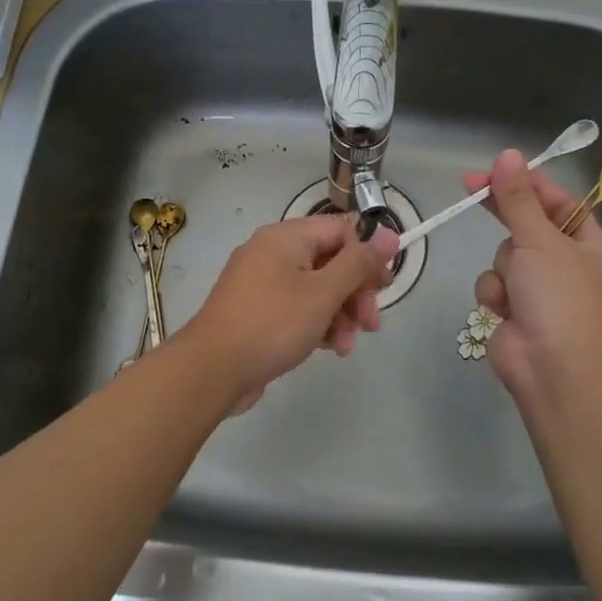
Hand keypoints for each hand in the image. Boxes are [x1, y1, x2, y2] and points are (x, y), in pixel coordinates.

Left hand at [185, 215, 399, 412]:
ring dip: (340, 314)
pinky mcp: (257, 311)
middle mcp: (272, 253)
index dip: (368, 255)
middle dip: (355, 292)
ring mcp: (261, 283)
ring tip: (347, 345)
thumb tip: (389, 233)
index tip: (385, 286)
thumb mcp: (323, 292)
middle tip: (371, 323)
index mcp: (286, 237)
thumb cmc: (272, 324)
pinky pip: (297, 308)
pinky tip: (329, 348)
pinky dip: (317, 324)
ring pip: (316, 288)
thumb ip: (359, 262)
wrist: (212, 369)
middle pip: (330, 261)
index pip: (340, 230)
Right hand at [464, 149, 601, 400]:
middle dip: (506, 217)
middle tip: (471, 187)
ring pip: (506, 256)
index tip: (495, 168)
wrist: (552, 366)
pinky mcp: (516, 311)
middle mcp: (569, 266)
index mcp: (591, 246)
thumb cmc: (559, 296)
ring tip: (514, 288)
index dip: (528, 183)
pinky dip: (495, 294)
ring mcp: (541, 291)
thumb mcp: (540, 239)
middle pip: (529, 227)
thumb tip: (508, 155)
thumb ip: (518, 198)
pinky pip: (495, 285)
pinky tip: (503, 309)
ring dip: (503, 268)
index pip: (559, 202)